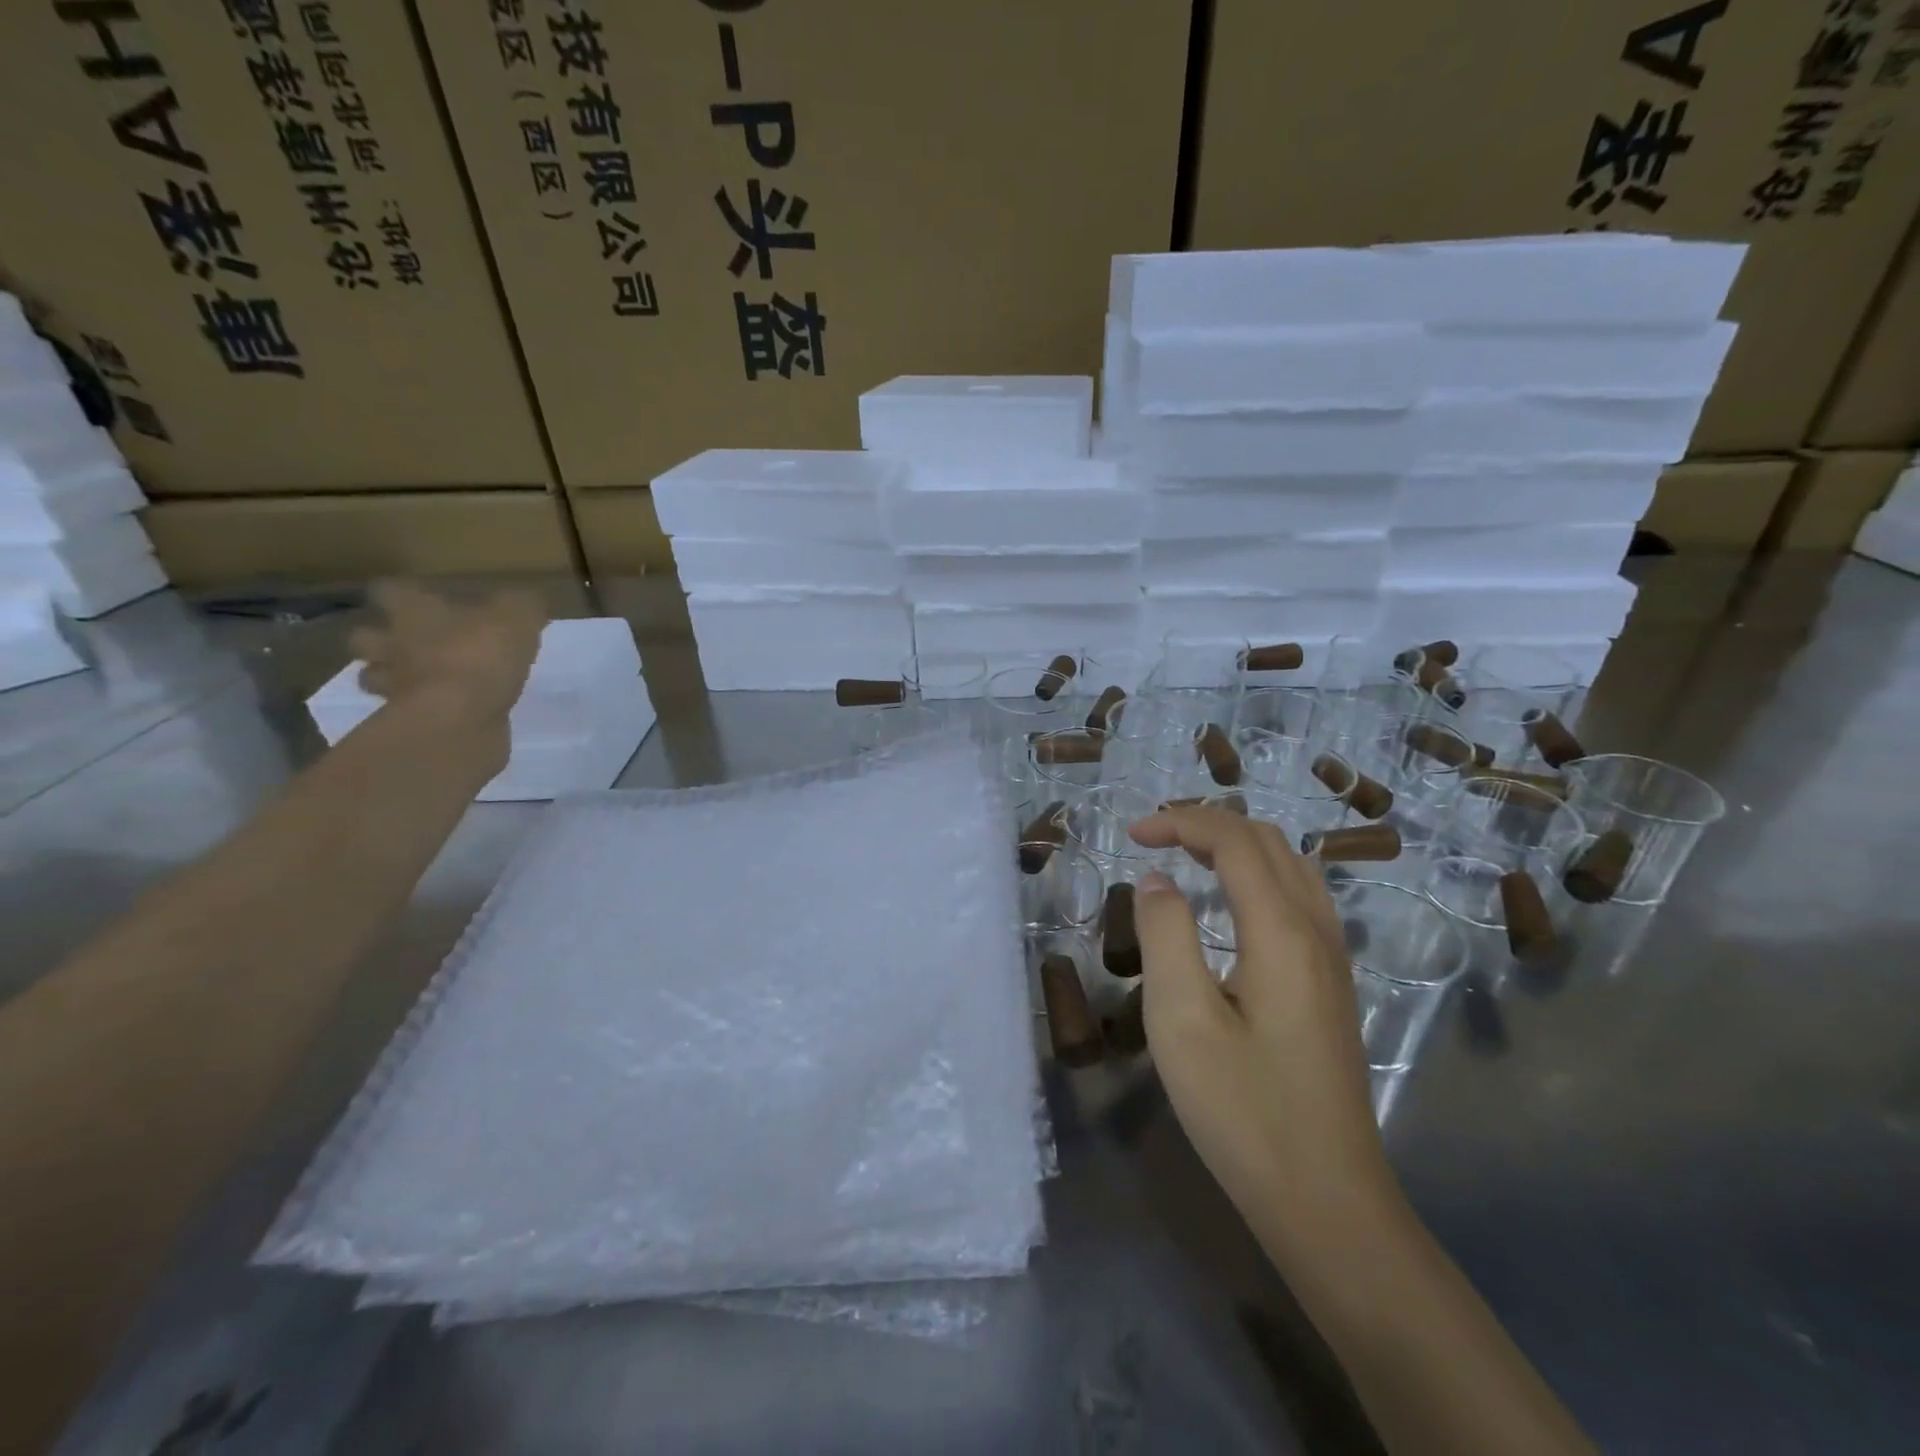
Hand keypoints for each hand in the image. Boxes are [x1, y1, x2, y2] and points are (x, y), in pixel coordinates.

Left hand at [350, 581, 545, 721]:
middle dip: (380, 637)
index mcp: (413, 610)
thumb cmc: (481, 654)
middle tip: (407, 641)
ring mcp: (393, 684)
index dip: (402, 591)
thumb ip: (522, 604)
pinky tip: (440, 709)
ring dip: (389, 676)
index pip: (388, 589)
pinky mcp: (405, 720)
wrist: (458, 717)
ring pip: (373, 676)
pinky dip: (415, 708)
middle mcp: (391, 643)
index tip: (420, 596)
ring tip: (417, 679)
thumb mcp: (518, 617)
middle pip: (363, 635)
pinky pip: (401, 710)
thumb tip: (527, 601)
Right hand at [1127, 807, 1397, 1243]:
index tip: (1132, 834)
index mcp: (1281, 932)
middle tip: (1154, 837)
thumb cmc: (1244, 1111)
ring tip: (1188, 855)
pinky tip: (1233, 903)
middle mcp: (1317, 931)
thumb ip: (1166, 935)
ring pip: (1292, 865)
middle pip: (1268, 842)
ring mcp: (1332, 959)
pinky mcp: (1331, 985)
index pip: (1235, 841)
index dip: (1182, 822)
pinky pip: (1300, 897)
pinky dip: (1259, 873)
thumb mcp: (1181, 1021)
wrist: (1327, 1201)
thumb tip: (1156, 880)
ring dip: (1237, 844)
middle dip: (1208, 823)